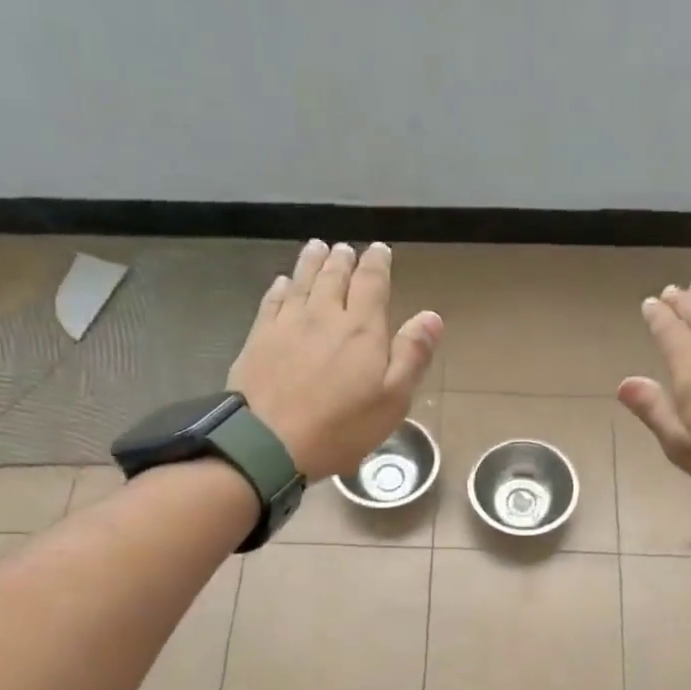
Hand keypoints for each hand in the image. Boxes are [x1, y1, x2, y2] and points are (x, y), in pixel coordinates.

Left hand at [228, 240, 441, 479]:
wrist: (270, 442)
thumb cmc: (341, 427)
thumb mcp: (392, 400)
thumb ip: (412, 355)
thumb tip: (431, 316)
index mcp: (362, 329)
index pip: (371, 283)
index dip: (377, 264)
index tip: (380, 251)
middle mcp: (324, 315)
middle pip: (334, 276)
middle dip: (343, 259)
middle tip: (346, 249)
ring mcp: (288, 324)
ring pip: (302, 281)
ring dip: (312, 261)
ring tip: (318, 247)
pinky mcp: (259, 337)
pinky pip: (272, 301)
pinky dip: (281, 286)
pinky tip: (283, 282)